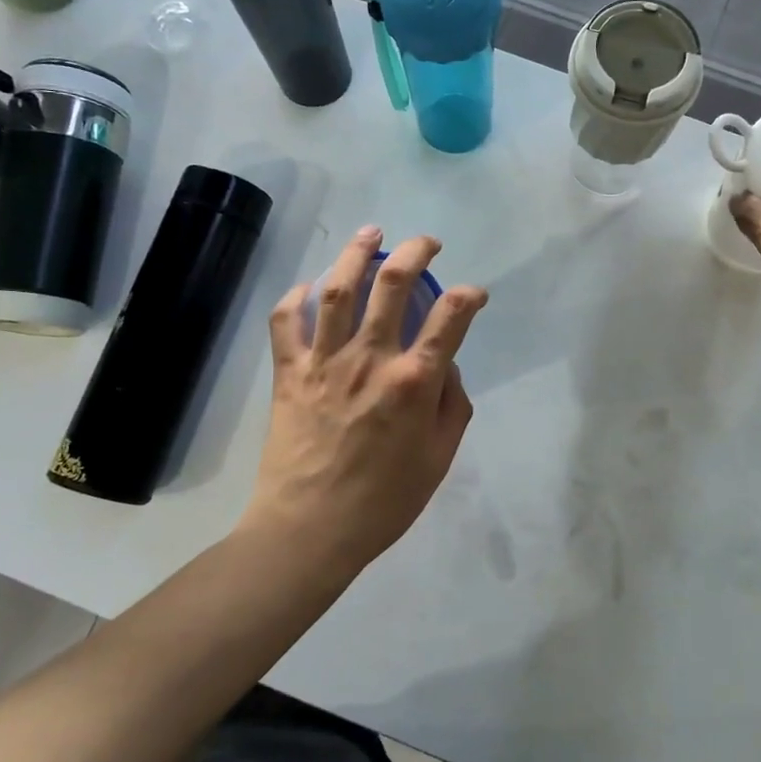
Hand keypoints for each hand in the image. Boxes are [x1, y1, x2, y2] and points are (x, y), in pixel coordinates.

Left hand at [243, 228, 487, 573]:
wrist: (309, 529)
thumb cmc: (384, 501)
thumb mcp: (439, 458)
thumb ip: (452, 406)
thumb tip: (446, 367)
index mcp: (413, 381)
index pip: (451, 317)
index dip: (469, 296)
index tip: (475, 295)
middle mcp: (370, 359)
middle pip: (392, 284)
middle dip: (414, 251)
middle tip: (426, 242)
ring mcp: (324, 361)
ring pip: (338, 289)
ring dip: (356, 253)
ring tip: (370, 232)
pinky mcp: (289, 372)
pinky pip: (286, 322)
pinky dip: (295, 297)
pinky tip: (308, 288)